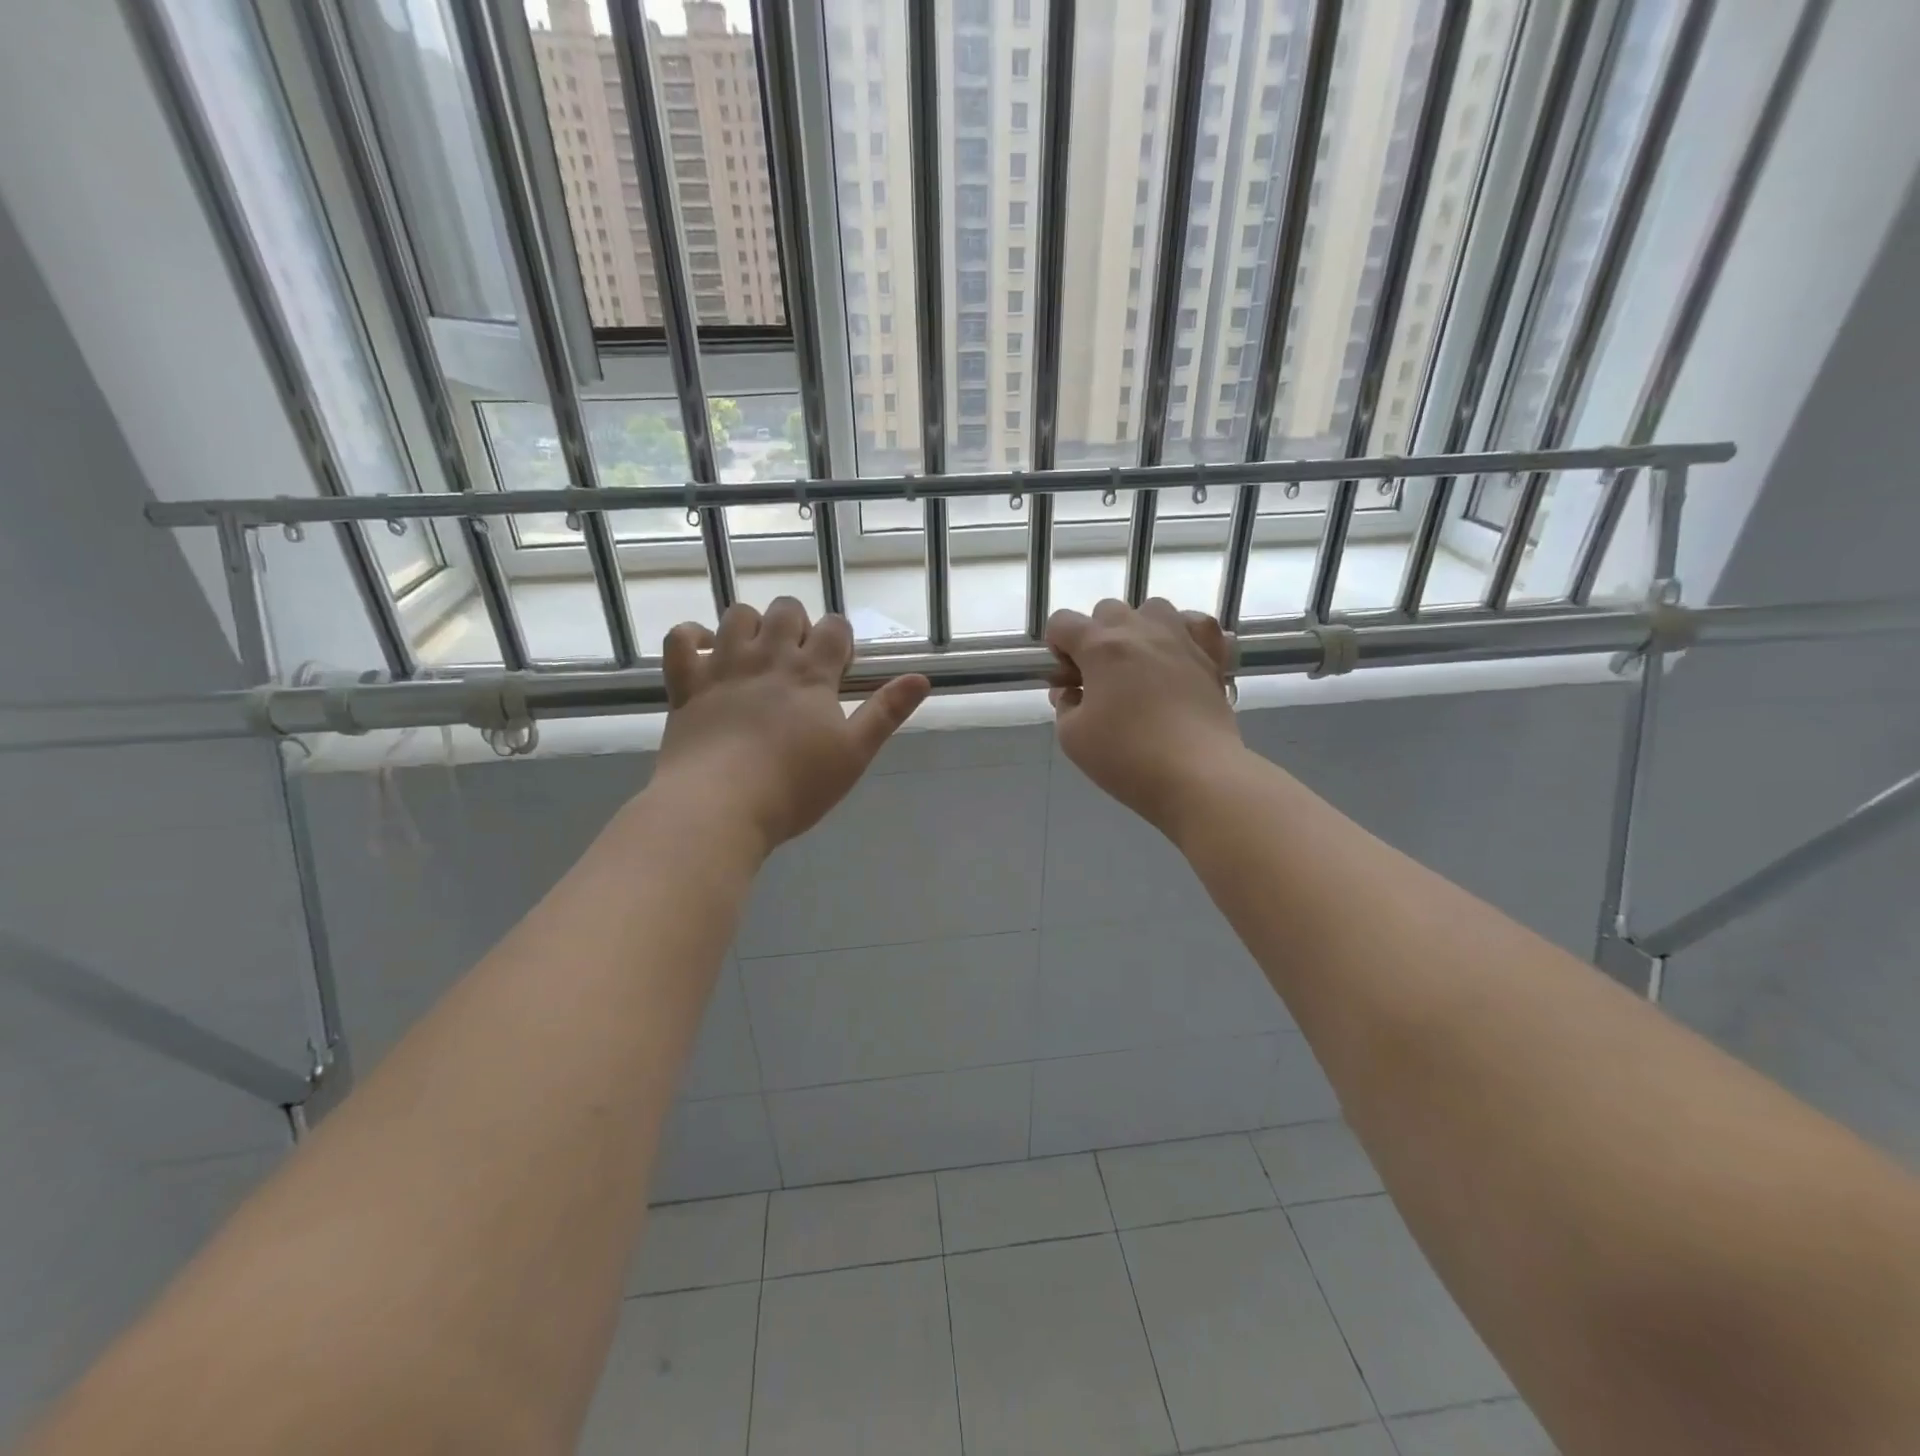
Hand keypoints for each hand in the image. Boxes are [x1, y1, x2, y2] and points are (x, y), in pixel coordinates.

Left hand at [652, 598, 929, 855]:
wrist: (720, 806)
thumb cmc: (795, 786)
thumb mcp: (854, 754)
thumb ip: (886, 712)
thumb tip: (922, 678)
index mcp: (811, 673)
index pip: (834, 628)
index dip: (840, 639)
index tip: (839, 668)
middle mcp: (767, 657)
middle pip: (786, 610)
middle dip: (797, 624)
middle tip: (799, 662)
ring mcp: (723, 666)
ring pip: (737, 615)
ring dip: (751, 625)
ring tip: (756, 654)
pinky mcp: (686, 683)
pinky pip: (681, 638)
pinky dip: (693, 637)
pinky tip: (705, 652)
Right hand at [1046, 598, 1242, 837]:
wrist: (1197, 775)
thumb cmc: (1127, 756)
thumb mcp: (1072, 737)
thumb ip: (1064, 706)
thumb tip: (1071, 692)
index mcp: (1100, 646)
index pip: (1062, 622)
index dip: (1056, 647)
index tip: (1065, 680)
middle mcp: (1140, 630)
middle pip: (1107, 611)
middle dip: (1095, 639)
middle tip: (1100, 680)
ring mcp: (1181, 638)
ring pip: (1152, 609)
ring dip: (1138, 630)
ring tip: (1140, 666)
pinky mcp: (1212, 655)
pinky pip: (1196, 624)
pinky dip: (1184, 633)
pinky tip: (1179, 657)